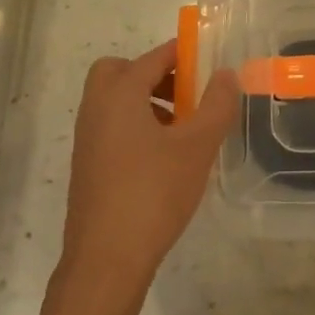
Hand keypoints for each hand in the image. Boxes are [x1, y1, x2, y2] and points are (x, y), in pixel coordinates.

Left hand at [57, 40, 241, 303]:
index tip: (207, 56)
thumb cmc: (153, 194)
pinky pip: (111, 127)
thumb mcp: (196, 147)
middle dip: (153, 73)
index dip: (181, 53)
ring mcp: (88, 140)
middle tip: (186, 92)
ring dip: (146, 101)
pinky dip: (135, 125)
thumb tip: (226, 74)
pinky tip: (163, 157)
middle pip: (119, 72)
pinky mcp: (88, 167)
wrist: (105, 261)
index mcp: (119, 95)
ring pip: (114, 101)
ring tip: (182, 127)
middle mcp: (96, 109)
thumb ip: (216, 105)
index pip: (152, 58)